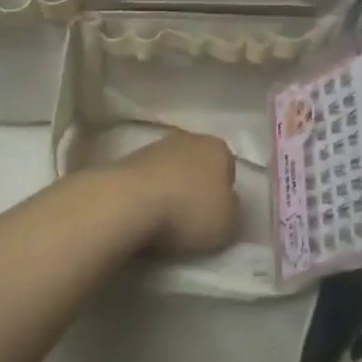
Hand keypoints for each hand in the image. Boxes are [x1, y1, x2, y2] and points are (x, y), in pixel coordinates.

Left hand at [103, 129, 241, 257]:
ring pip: (171, 170)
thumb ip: (233, 210)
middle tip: (192, 217)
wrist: (129, 202)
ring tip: (165, 219)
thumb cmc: (188, 211)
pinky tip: (144, 213)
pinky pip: (148, 179)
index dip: (224, 192)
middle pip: (198, 165)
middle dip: (196, 186)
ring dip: (171, 189)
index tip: (215, 215)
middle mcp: (189, 138)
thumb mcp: (229, 223)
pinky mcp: (128, 159)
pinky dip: (148, 193)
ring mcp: (155, 146)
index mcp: (218, 148)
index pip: (228, 168)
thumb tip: (225, 203)